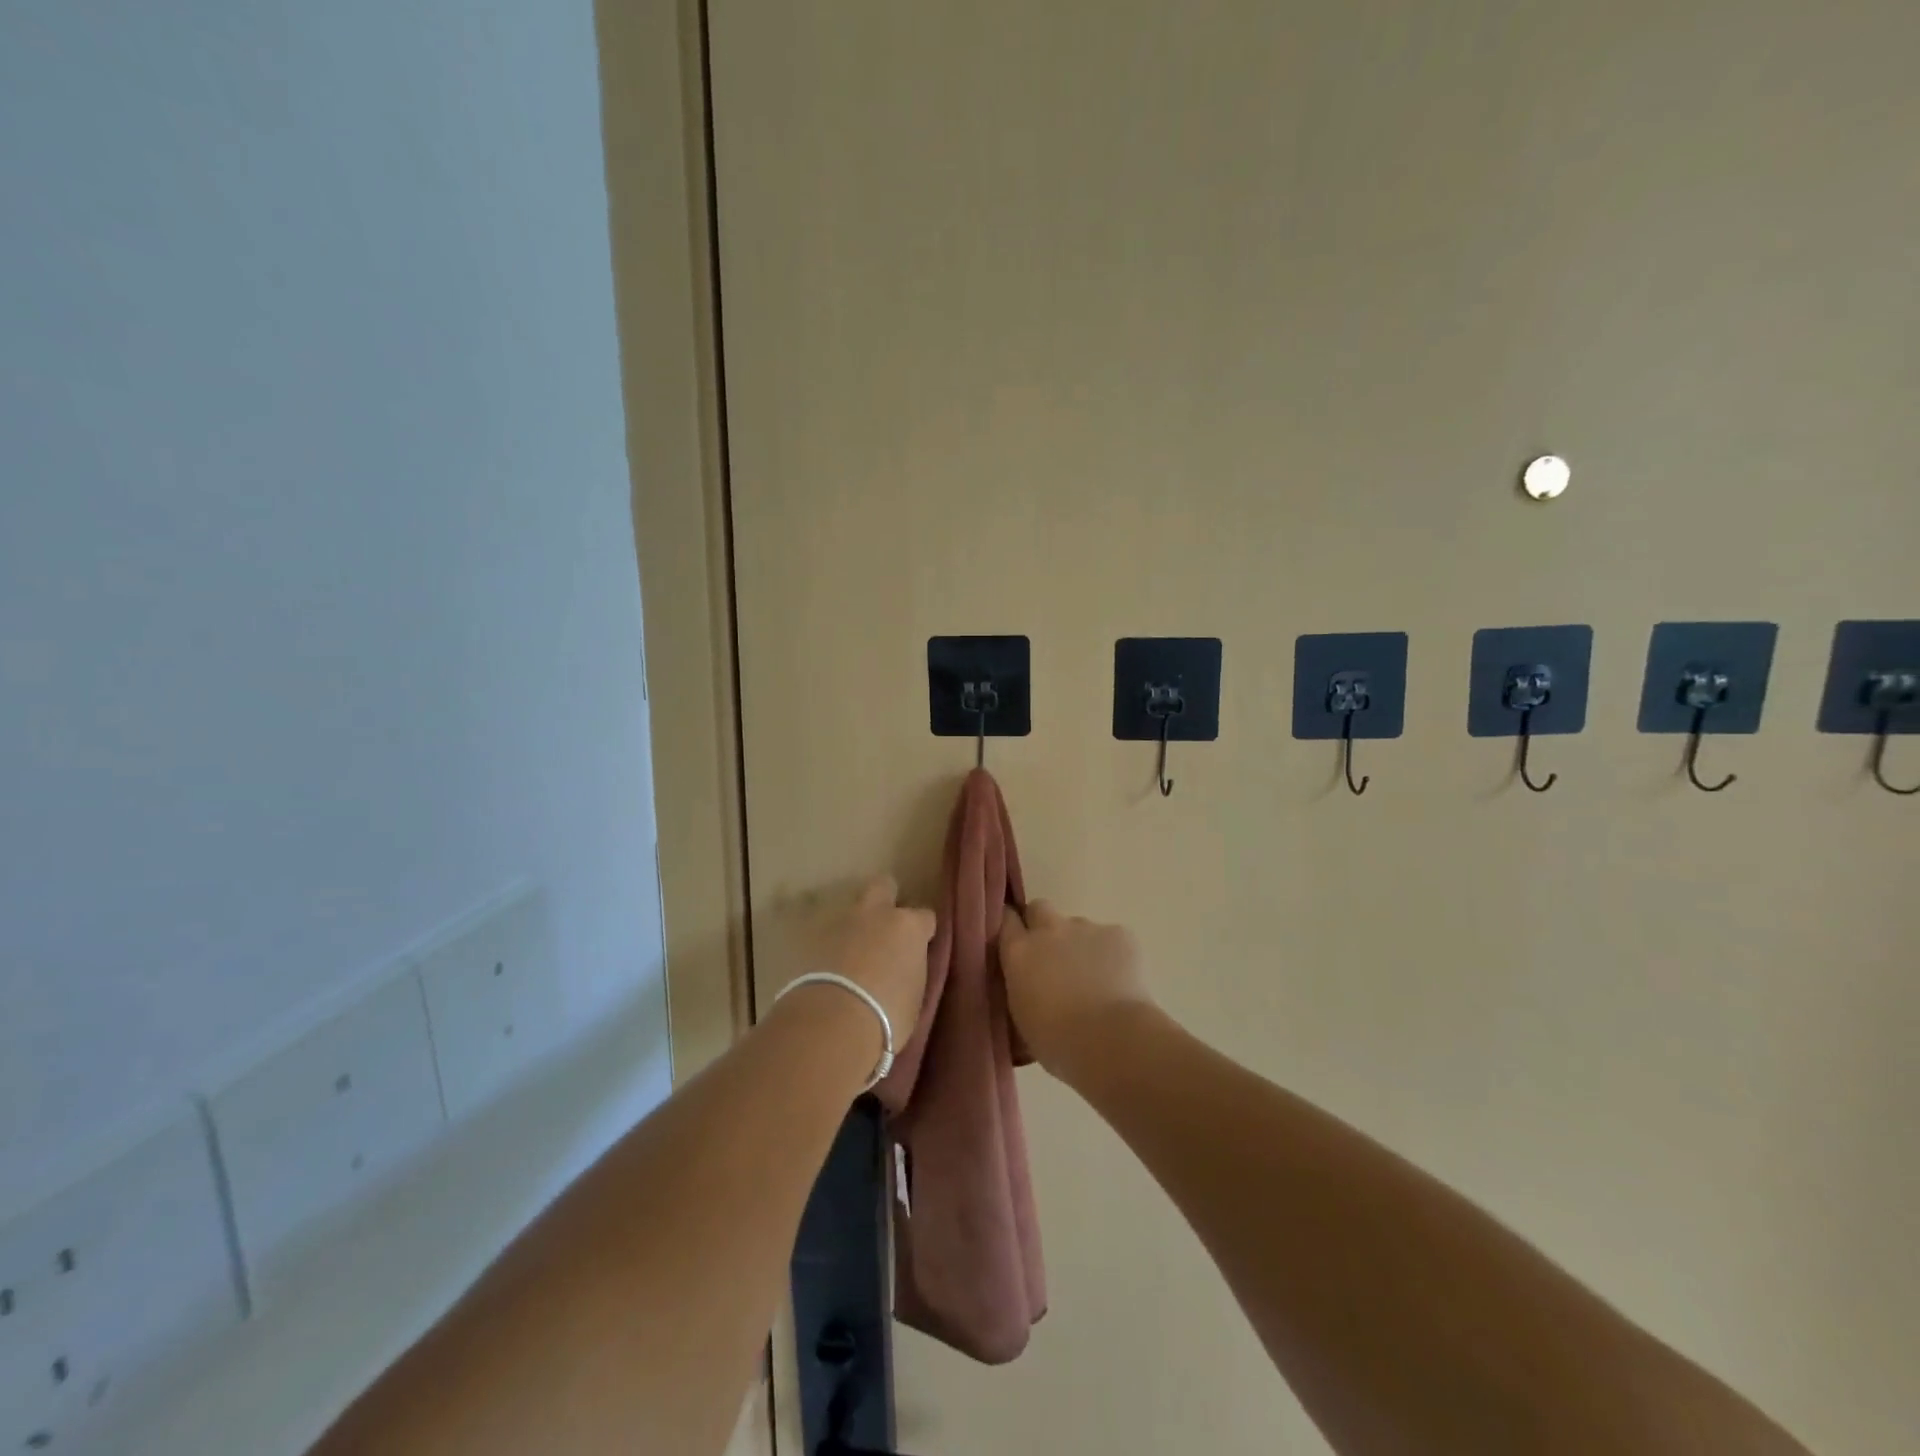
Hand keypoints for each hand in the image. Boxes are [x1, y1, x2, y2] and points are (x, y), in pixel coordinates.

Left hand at [787, 875, 934, 1044]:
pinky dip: (831, 948)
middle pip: (883, 886)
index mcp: (908, 927)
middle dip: (886, 901)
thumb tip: (903, 971)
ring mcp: (841, 923)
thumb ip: (911, 973)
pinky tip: (831, 970)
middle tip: (886, 929)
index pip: (925, 917)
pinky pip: (827, 936)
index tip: (920, 948)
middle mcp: (876, 915)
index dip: (923, 932)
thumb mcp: (914, 998)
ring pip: (851, 912)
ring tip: (854, 957)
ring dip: (855, 928)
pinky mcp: (811, 939)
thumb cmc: (887, 1016)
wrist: (832, 1022)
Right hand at [998, 901, 1154, 1079]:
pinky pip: (1111, 938)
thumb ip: (1021, 988)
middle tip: (1053, 956)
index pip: (1006, 919)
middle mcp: (1050, 930)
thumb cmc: (1059, 1043)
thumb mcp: (1022, 1018)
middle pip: (1039, 908)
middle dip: (1043, 924)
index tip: (1016, 944)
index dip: (1012, 929)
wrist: (1112, 1041)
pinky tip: (1119, 982)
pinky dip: (1112, 955)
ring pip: (1078, 927)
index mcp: (1020, 951)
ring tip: (1094, 980)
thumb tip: (1027, 984)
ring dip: (1080, 946)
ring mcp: (1087, 928)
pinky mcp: (1120, 934)